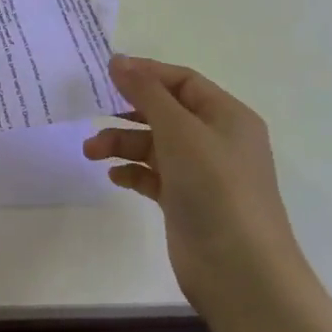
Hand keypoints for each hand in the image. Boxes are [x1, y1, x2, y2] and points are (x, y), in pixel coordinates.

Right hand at [84, 56, 301, 309]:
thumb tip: (118, 60)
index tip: (106, 72)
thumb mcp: (179, 130)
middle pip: (166, 112)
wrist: (241, 271)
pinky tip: (113, 175)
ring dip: (122, 143)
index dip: (146, 73)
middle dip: (128, 111)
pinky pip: (153, 176)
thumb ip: (146, 92)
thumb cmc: (215, 188)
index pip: (182, 81)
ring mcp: (202, 174)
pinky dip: (132, 172)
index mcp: (227, 116)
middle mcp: (216, 140)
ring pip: (155, 145)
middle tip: (92, 110)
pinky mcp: (186, 202)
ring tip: (90, 151)